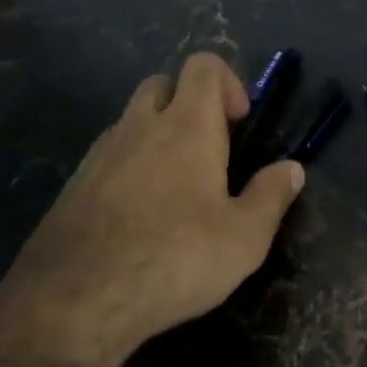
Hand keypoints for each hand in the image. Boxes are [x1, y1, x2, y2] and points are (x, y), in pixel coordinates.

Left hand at [0, 53, 303, 366]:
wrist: (75, 300)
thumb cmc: (174, 259)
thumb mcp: (244, 238)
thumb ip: (271, 197)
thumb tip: (292, 169)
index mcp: (187, 125)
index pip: (203, 65)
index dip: (228, 82)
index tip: (239, 123)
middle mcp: (141, 125)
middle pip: (163, 83)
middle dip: (188, 102)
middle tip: (209, 148)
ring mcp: (101, 152)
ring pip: (132, 119)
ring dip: (156, 134)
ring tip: (176, 187)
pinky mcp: (75, 183)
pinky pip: (109, 154)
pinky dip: (129, 165)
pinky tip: (139, 214)